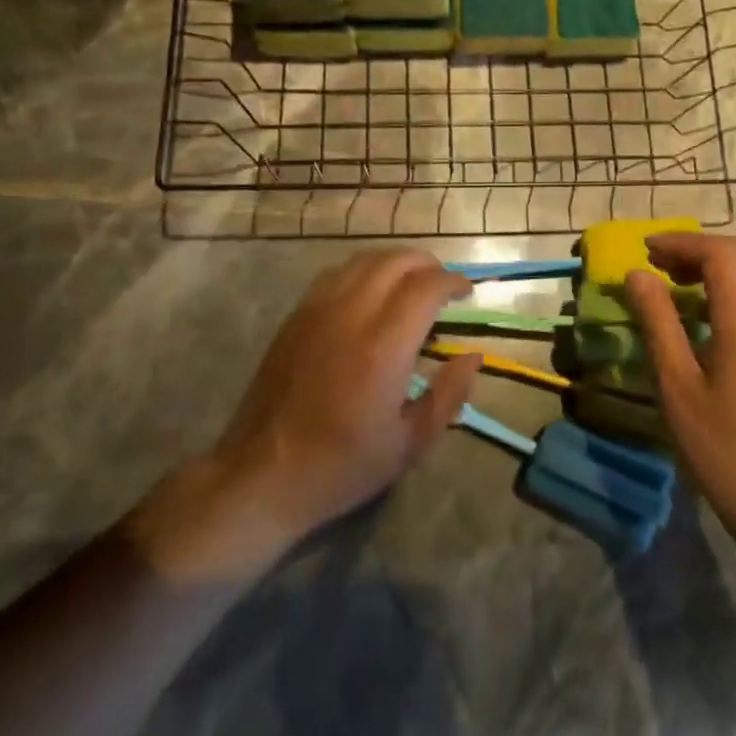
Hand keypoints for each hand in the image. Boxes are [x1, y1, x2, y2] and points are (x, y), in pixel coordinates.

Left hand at [131, 250, 479, 579]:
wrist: (263, 475)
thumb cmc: (342, 466)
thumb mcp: (410, 443)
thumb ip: (449, 394)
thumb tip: (472, 355)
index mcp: (384, 347)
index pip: (426, 287)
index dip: (452, 281)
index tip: (467, 292)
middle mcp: (351, 315)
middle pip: (395, 261)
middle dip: (427, 264)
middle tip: (443, 284)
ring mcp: (317, 311)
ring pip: (363, 260)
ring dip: (395, 262)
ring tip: (411, 283)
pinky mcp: (295, 317)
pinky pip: (335, 274)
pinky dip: (363, 271)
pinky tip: (370, 293)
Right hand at [624, 233, 735, 534]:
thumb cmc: (720, 443)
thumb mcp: (676, 382)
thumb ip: (657, 321)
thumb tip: (636, 274)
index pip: (721, 253)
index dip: (682, 243)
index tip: (645, 250)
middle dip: (697, 250)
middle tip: (656, 264)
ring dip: (714, 266)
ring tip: (672, 283)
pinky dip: (728, 286)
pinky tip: (700, 313)